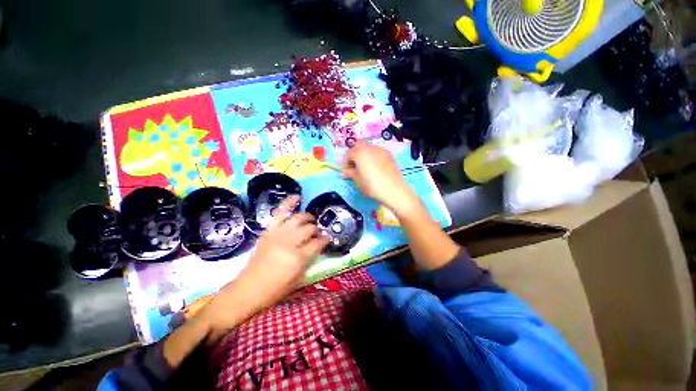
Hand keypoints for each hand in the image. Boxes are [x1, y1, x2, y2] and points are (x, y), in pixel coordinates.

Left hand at [197, 196, 328, 336]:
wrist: (248, 289)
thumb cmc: (275, 289)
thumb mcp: (299, 278)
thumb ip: (310, 259)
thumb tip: (319, 244)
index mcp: (298, 258)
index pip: (318, 242)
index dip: (325, 240)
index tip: (327, 238)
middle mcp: (289, 242)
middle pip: (309, 228)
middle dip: (316, 230)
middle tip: (317, 233)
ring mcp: (278, 234)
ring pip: (298, 218)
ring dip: (307, 217)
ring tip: (310, 220)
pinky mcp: (269, 230)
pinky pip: (280, 212)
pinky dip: (289, 202)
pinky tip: (298, 197)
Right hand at [342, 141, 419, 215]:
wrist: (393, 190)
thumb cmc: (372, 185)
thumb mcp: (358, 180)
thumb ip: (350, 173)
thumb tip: (344, 172)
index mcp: (359, 153)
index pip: (348, 153)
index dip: (345, 163)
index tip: (346, 172)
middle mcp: (370, 147)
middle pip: (358, 147)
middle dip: (354, 155)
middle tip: (355, 167)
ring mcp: (381, 150)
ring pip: (368, 148)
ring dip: (364, 155)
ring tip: (365, 167)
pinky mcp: (389, 155)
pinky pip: (377, 152)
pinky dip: (373, 157)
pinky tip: (375, 167)